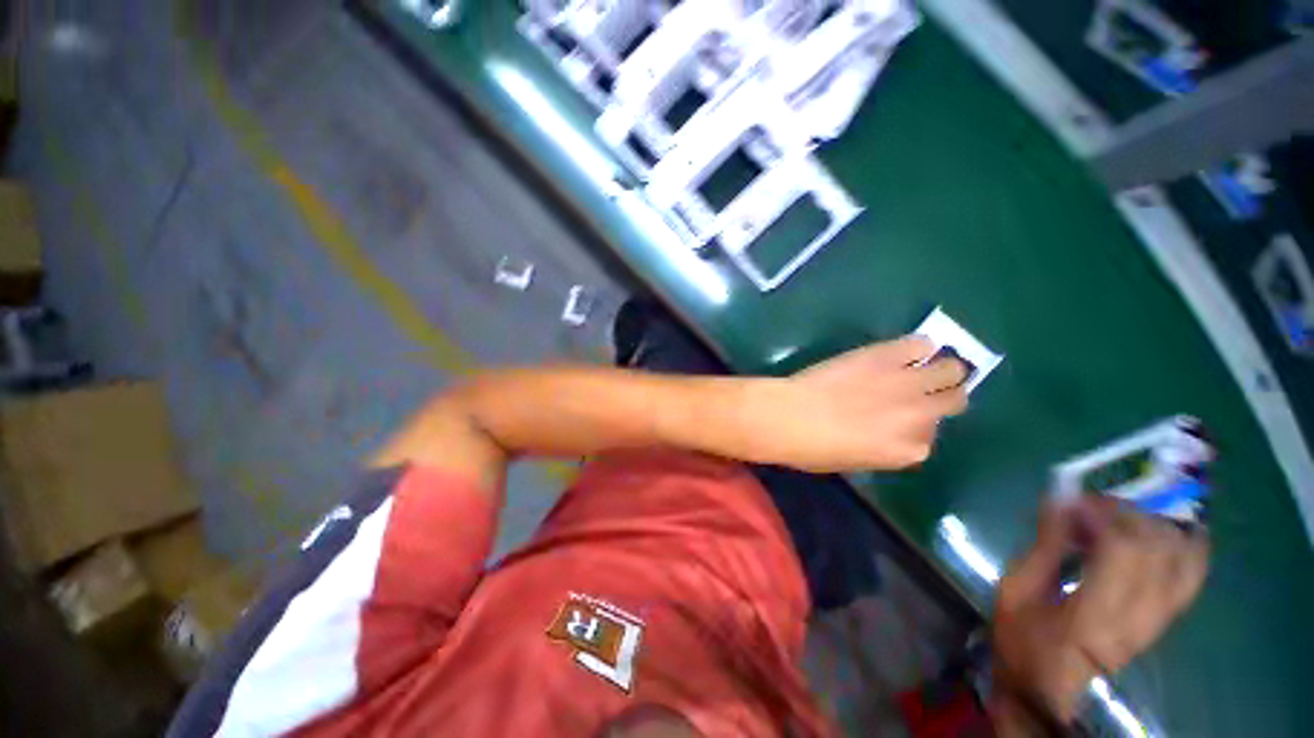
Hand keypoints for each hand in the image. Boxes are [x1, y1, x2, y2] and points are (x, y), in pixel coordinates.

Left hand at [748, 336, 968, 471]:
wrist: (791, 416)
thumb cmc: (812, 448)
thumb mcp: (853, 460)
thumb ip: (883, 446)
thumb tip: (886, 428)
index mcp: (910, 450)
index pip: (930, 435)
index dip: (914, 425)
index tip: (895, 419)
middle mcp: (921, 416)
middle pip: (954, 399)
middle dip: (940, 395)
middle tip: (916, 389)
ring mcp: (908, 383)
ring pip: (951, 370)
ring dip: (939, 369)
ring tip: (918, 365)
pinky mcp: (888, 356)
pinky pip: (921, 344)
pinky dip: (917, 346)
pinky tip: (902, 350)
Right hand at [991, 497, 1208, 728]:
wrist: (1048, 692)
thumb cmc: (1021, 641)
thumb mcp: (1016, 591)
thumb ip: (1045, 547)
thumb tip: (1062, 502)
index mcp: (1094, 616)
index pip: (1124, 550)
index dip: (1103, 513)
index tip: (1072, 501)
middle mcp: (1140, 618)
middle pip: (1157, 547)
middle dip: (1125, 513)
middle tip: (1090, 505)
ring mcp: (1160, 620)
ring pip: (1182, 557)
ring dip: (1153, 524)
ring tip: (1119, 516)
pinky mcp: (1166, 620)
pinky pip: (1192, 575)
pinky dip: (1186, 544)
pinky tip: (1167, 528)